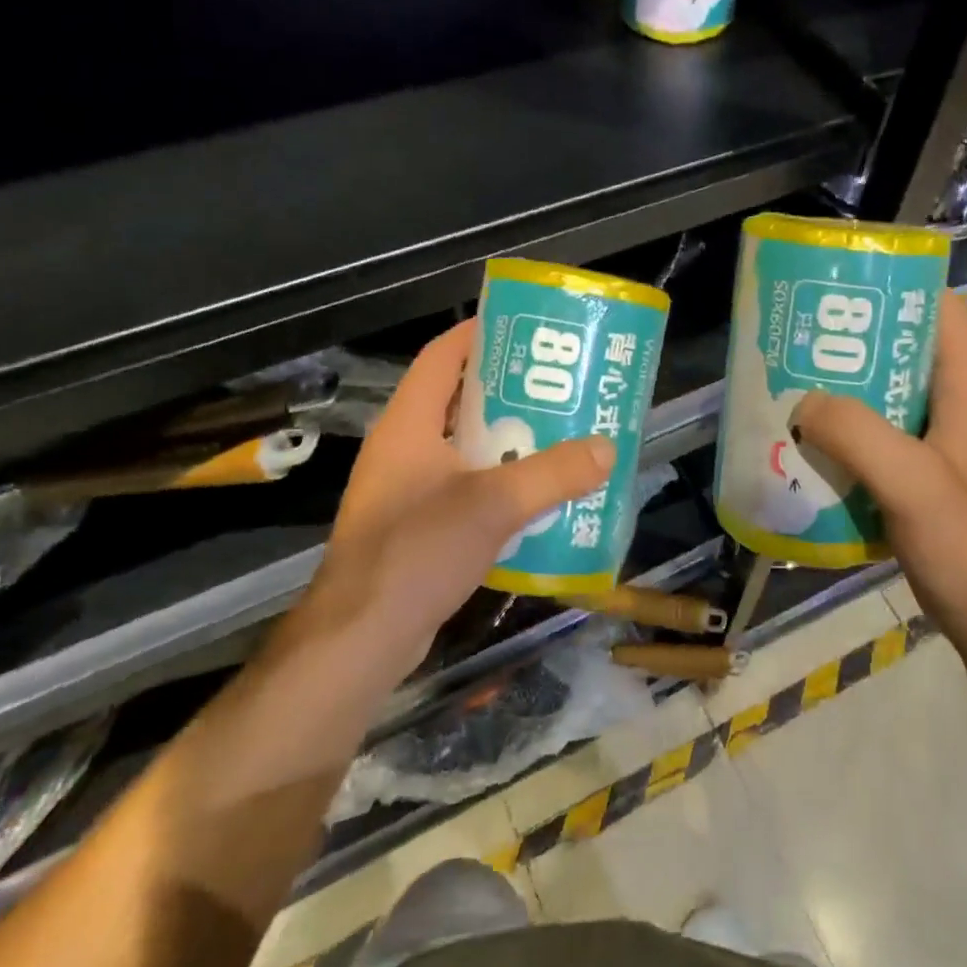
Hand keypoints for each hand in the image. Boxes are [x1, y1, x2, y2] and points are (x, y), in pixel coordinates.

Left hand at [294, 319, 614, 677]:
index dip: (479, 333)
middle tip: (560, 388)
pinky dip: (499, 486)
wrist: (360, 639)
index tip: (526, 327)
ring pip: (465, 450)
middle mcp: (404, 450)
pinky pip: (464, 490)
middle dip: (510, 392)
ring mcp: (407, 491)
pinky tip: (536, 499)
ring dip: (509, 443)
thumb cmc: (417, 551)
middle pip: (460, 402)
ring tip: (559, 438)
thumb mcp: (493, 505)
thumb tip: (607, 448)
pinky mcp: (415, 528)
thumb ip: (554, 474)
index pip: (442, 357)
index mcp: (409, 425)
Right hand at [795, 290, 966, 640]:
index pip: (946, 316)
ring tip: (796, 392)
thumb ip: (856, 434)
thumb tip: (802, 402)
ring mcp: (940, 452)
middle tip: (803, 344)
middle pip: (907, 357)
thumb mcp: (910, 481)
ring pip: (889, 404)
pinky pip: (880, 446)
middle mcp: (955, 413)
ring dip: (846, 397)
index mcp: (966, 395)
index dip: (905, 292)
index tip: (850, 290)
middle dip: (857, 347)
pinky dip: (847, 440)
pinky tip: (811, 450)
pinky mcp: (923, 485)